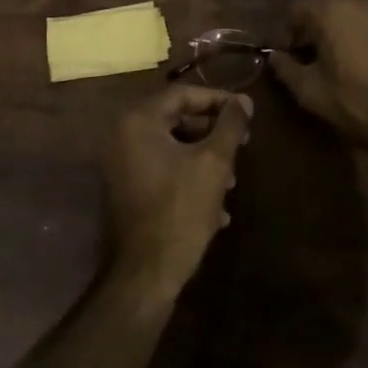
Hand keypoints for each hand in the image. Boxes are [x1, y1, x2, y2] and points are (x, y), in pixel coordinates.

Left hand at [102, 86, 251, 304]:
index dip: (219, 100)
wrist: (145, 274)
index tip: (247, 113)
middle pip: (176, 120)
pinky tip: (216, 208)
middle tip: (243, 144)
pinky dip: (188, 179)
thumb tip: (244, 101)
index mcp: (138, 121)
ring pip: (172, 148)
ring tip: (232, 181)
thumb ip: (230, 125)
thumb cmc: (180, 209)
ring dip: (204, 159)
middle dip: (213, 133)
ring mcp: (120, 165)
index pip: (183, 93)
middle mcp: (122, 136)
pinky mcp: (125, 191)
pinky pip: (161, 171)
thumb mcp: (214, 162)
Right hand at [268, 0, 367, 148]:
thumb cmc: (358, 102)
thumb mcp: (311, 93)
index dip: (291, 30)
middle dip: (317, 5)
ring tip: (345, 22)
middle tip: (317, 33)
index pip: (297, 8)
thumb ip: (286, 70)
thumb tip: (273, 56)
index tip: (294, 52)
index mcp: (327, 11)